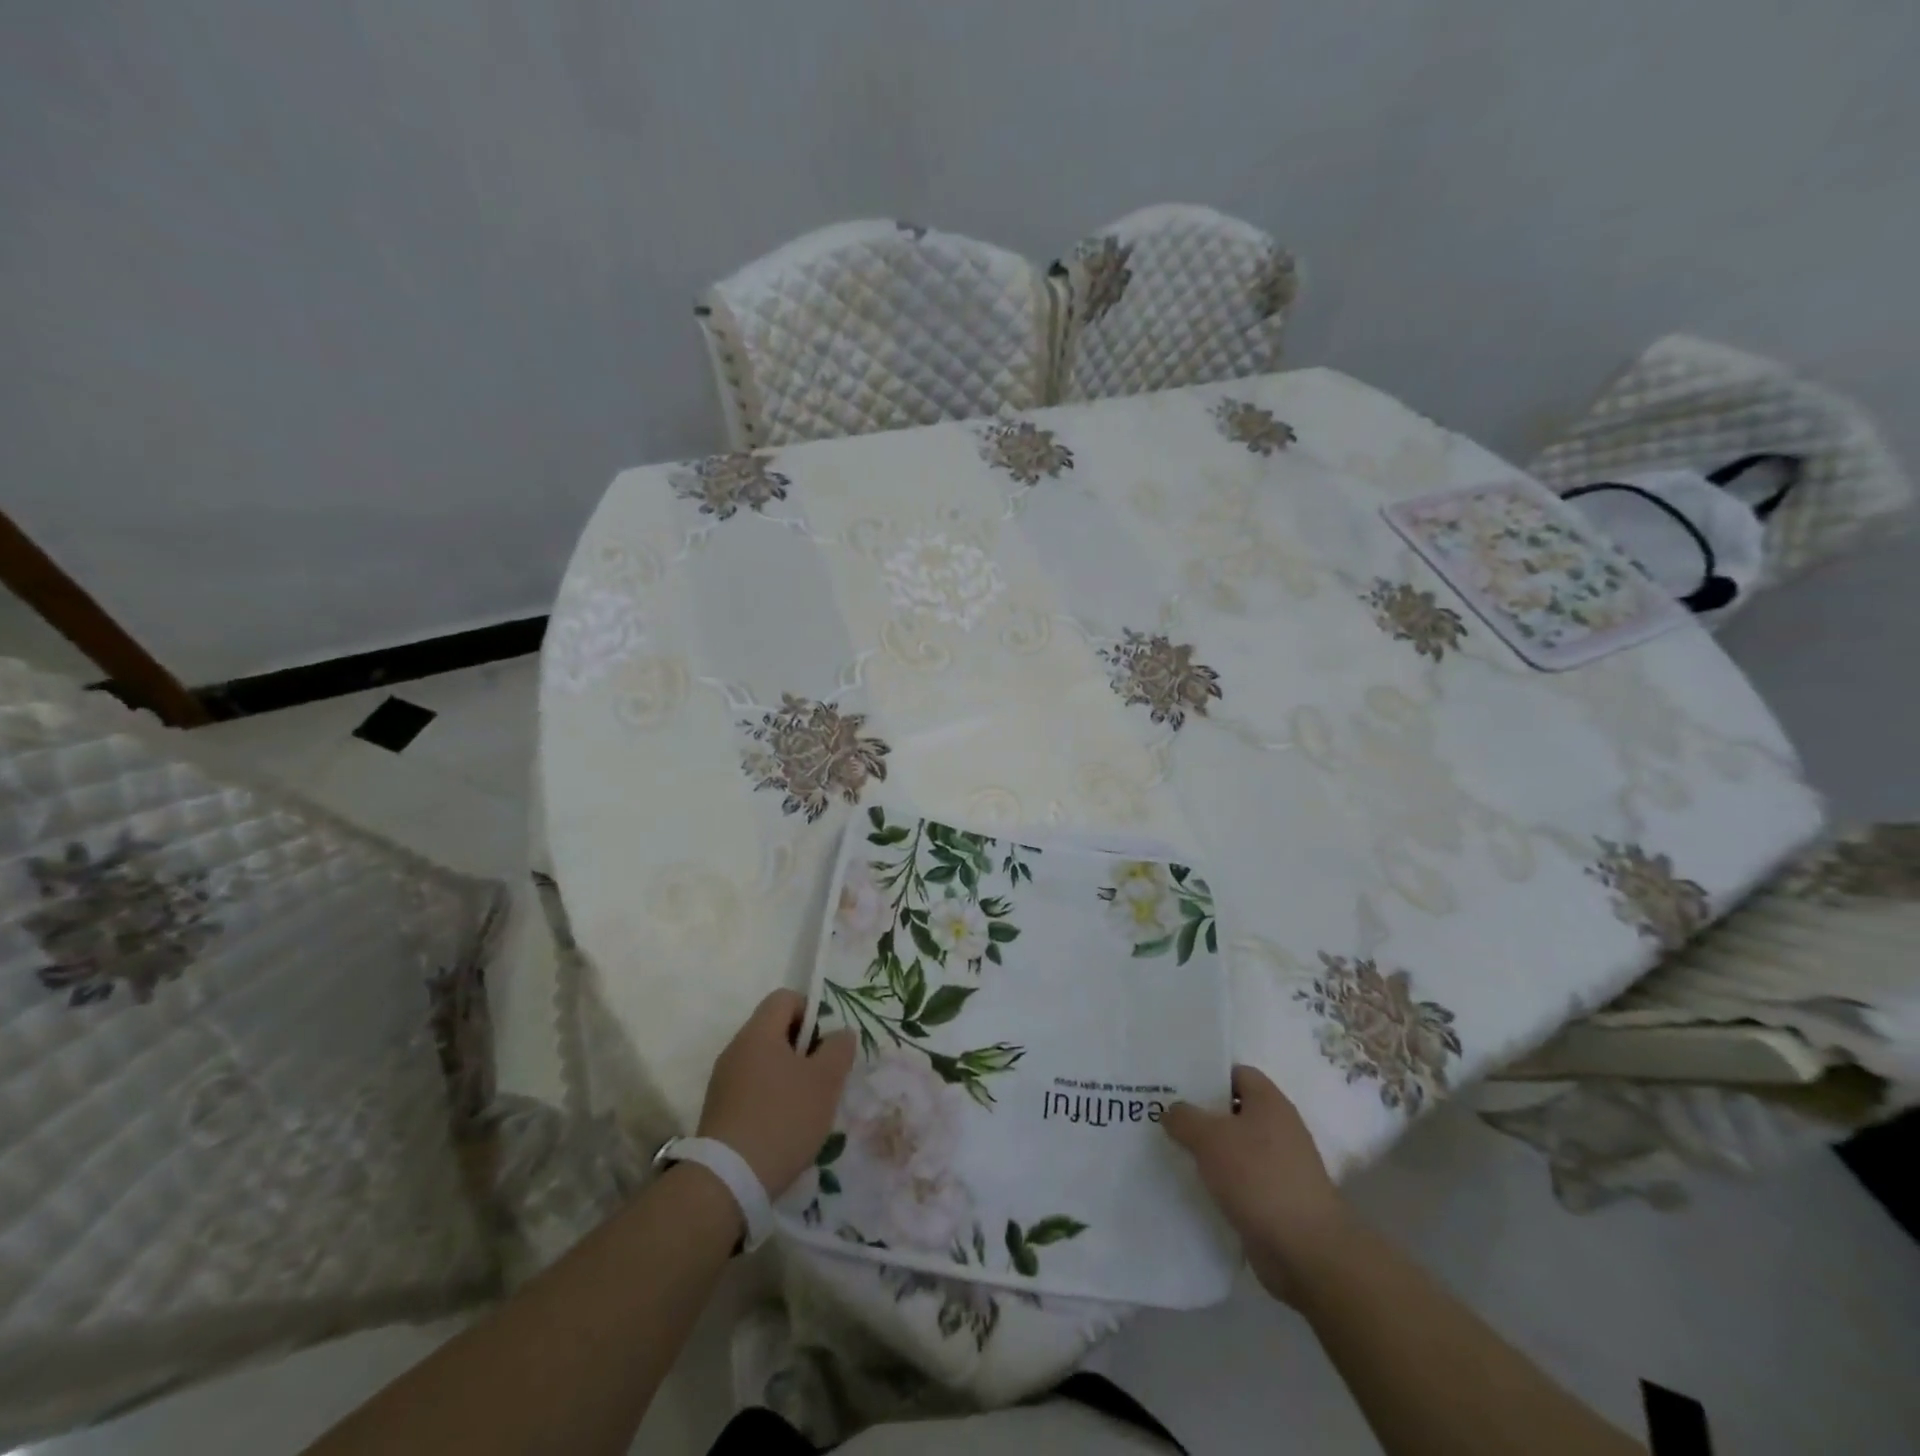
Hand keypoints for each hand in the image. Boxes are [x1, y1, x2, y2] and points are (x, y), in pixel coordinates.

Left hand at [697, 990, 855, 1198]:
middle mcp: (736, 1049)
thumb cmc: (782, 1118)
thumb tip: (841, 1032)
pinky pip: (752, 1089)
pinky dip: (771, 1099)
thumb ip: (838, 1049)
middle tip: (823, 1077)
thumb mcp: (825, 1082)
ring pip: (765, 1062)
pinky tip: (785, 1127)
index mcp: (758, 1033)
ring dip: (789, 1076)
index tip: (826, 1044)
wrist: (728, 1182)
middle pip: (775, 1030)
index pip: (785, 998)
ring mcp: (723, 1081)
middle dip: (804, 1048)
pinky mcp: (719, 1111)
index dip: (811, 1011)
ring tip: (807, 1107)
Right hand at [1163, 1064, 1348, 1302]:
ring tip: (1172, 1151)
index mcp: (1269, 1102)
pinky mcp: (1278, 1200)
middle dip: (1201, 1115)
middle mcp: (1279, 1128)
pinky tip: (1195, 1187)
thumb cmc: (1259, 1178)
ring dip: (1209, 1151)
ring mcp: (1281, 1167)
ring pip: (1236, 1148)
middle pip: (1233, 1111)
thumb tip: (1172, 1111)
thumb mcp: (1209, 1138)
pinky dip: (1221, 1182)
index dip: (1206, 1075)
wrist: (1306, 1251)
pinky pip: (1242, 1180)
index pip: (1236, 1073)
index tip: (1175, 1084)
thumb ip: (1184, 1118)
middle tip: (1165, 1117)